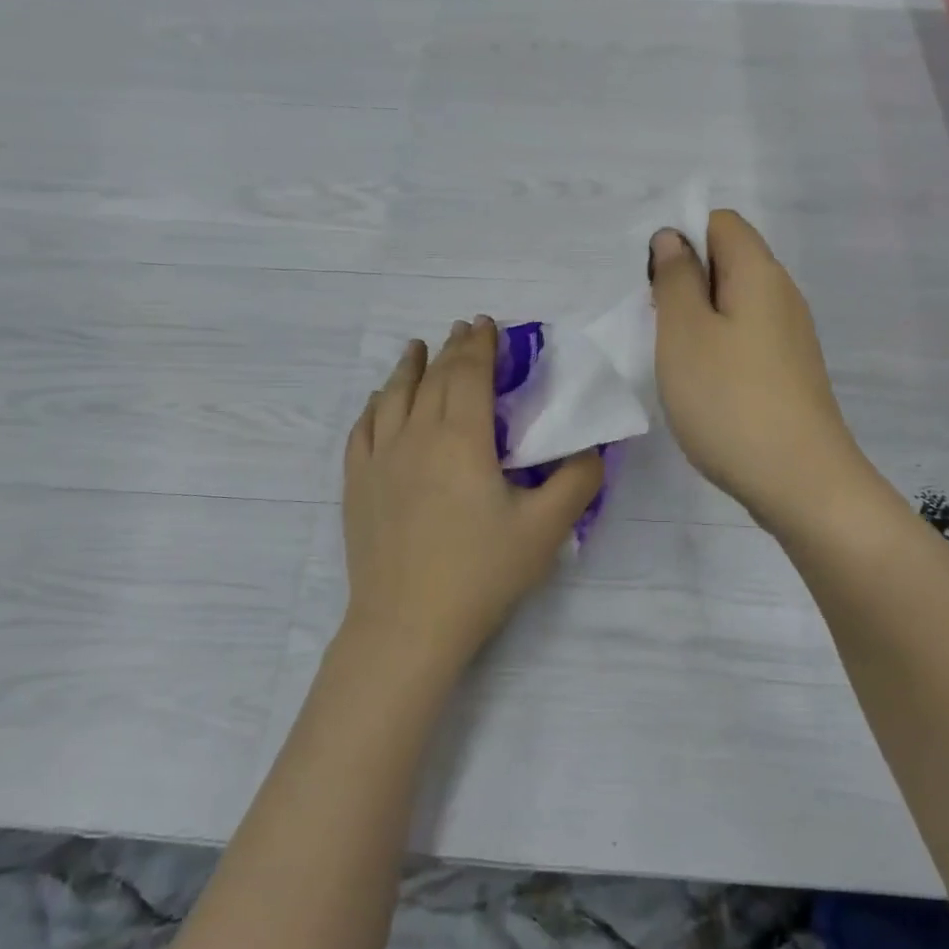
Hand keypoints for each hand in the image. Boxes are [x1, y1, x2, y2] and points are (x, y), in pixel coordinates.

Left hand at [339, 318, 604, 682]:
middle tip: (464, 331)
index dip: (480, 345)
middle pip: (433, 378)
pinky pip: (363, 428)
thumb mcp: (546, 529)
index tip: (488, 325)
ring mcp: (379, 459)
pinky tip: (379, 401)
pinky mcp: (357, 484)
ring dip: (408, 367)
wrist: (408, 624)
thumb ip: (577, 481)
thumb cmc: (480, 573)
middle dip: (452, 349)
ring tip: (417, 349)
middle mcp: (415, 435)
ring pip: (393, 396)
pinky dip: (375, 405)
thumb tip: (591, 449)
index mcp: (461, 438)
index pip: (469, 374)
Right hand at [650, 211, 865, 530]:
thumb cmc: (729, 400)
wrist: (799, 482)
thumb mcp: (684, 333)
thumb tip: (674, 238)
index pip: (720, 223)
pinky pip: (745, 341)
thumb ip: (675, 279)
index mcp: (759, 273)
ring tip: (674, 361)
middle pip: (729, 262)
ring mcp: (790, 338)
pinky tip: (702, 388)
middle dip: (684, 283)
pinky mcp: (789, 374)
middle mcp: (782, 296)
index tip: (654, 285)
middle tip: (657, 327)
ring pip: (734, 306)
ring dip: (697, 321)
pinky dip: (717, 351)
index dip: (682, 238)